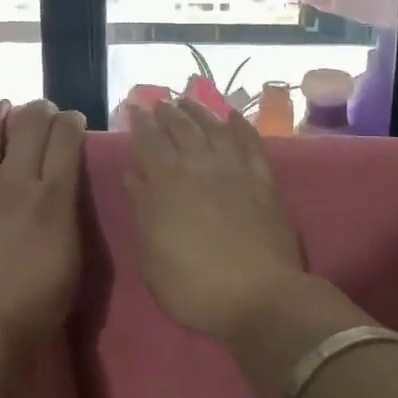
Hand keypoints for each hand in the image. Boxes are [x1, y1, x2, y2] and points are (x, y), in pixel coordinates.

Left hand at [0, 100, 86, 345]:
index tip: (73, 122)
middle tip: (43, 112)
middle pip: (31, 122)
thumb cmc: (33, 304)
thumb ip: (70, 214)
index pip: (67, 138)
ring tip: (3, 107)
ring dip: (0, 109)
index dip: (72, 121)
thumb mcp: (72, 259)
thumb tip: (65, 188)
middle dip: (41, 109)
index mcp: (54, 197)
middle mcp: (17, 180)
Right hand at [125, 98, 311, 343]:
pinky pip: (250, 142)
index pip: (149, 141)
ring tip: (188, 101)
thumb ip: (142, 208)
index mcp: (167, 182)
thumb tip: (134, 173)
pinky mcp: (263, 179)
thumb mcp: (151, 254)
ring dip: (199, 112)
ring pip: (214, 128)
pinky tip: (232, 117)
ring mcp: (235, 169)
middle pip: (182, 129)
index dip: (140, 122)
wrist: (260, 296)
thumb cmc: (194, 285)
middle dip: (168, 113)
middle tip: (159, 102)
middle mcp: (200, 165)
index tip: (134, 107)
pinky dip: (240, 126)